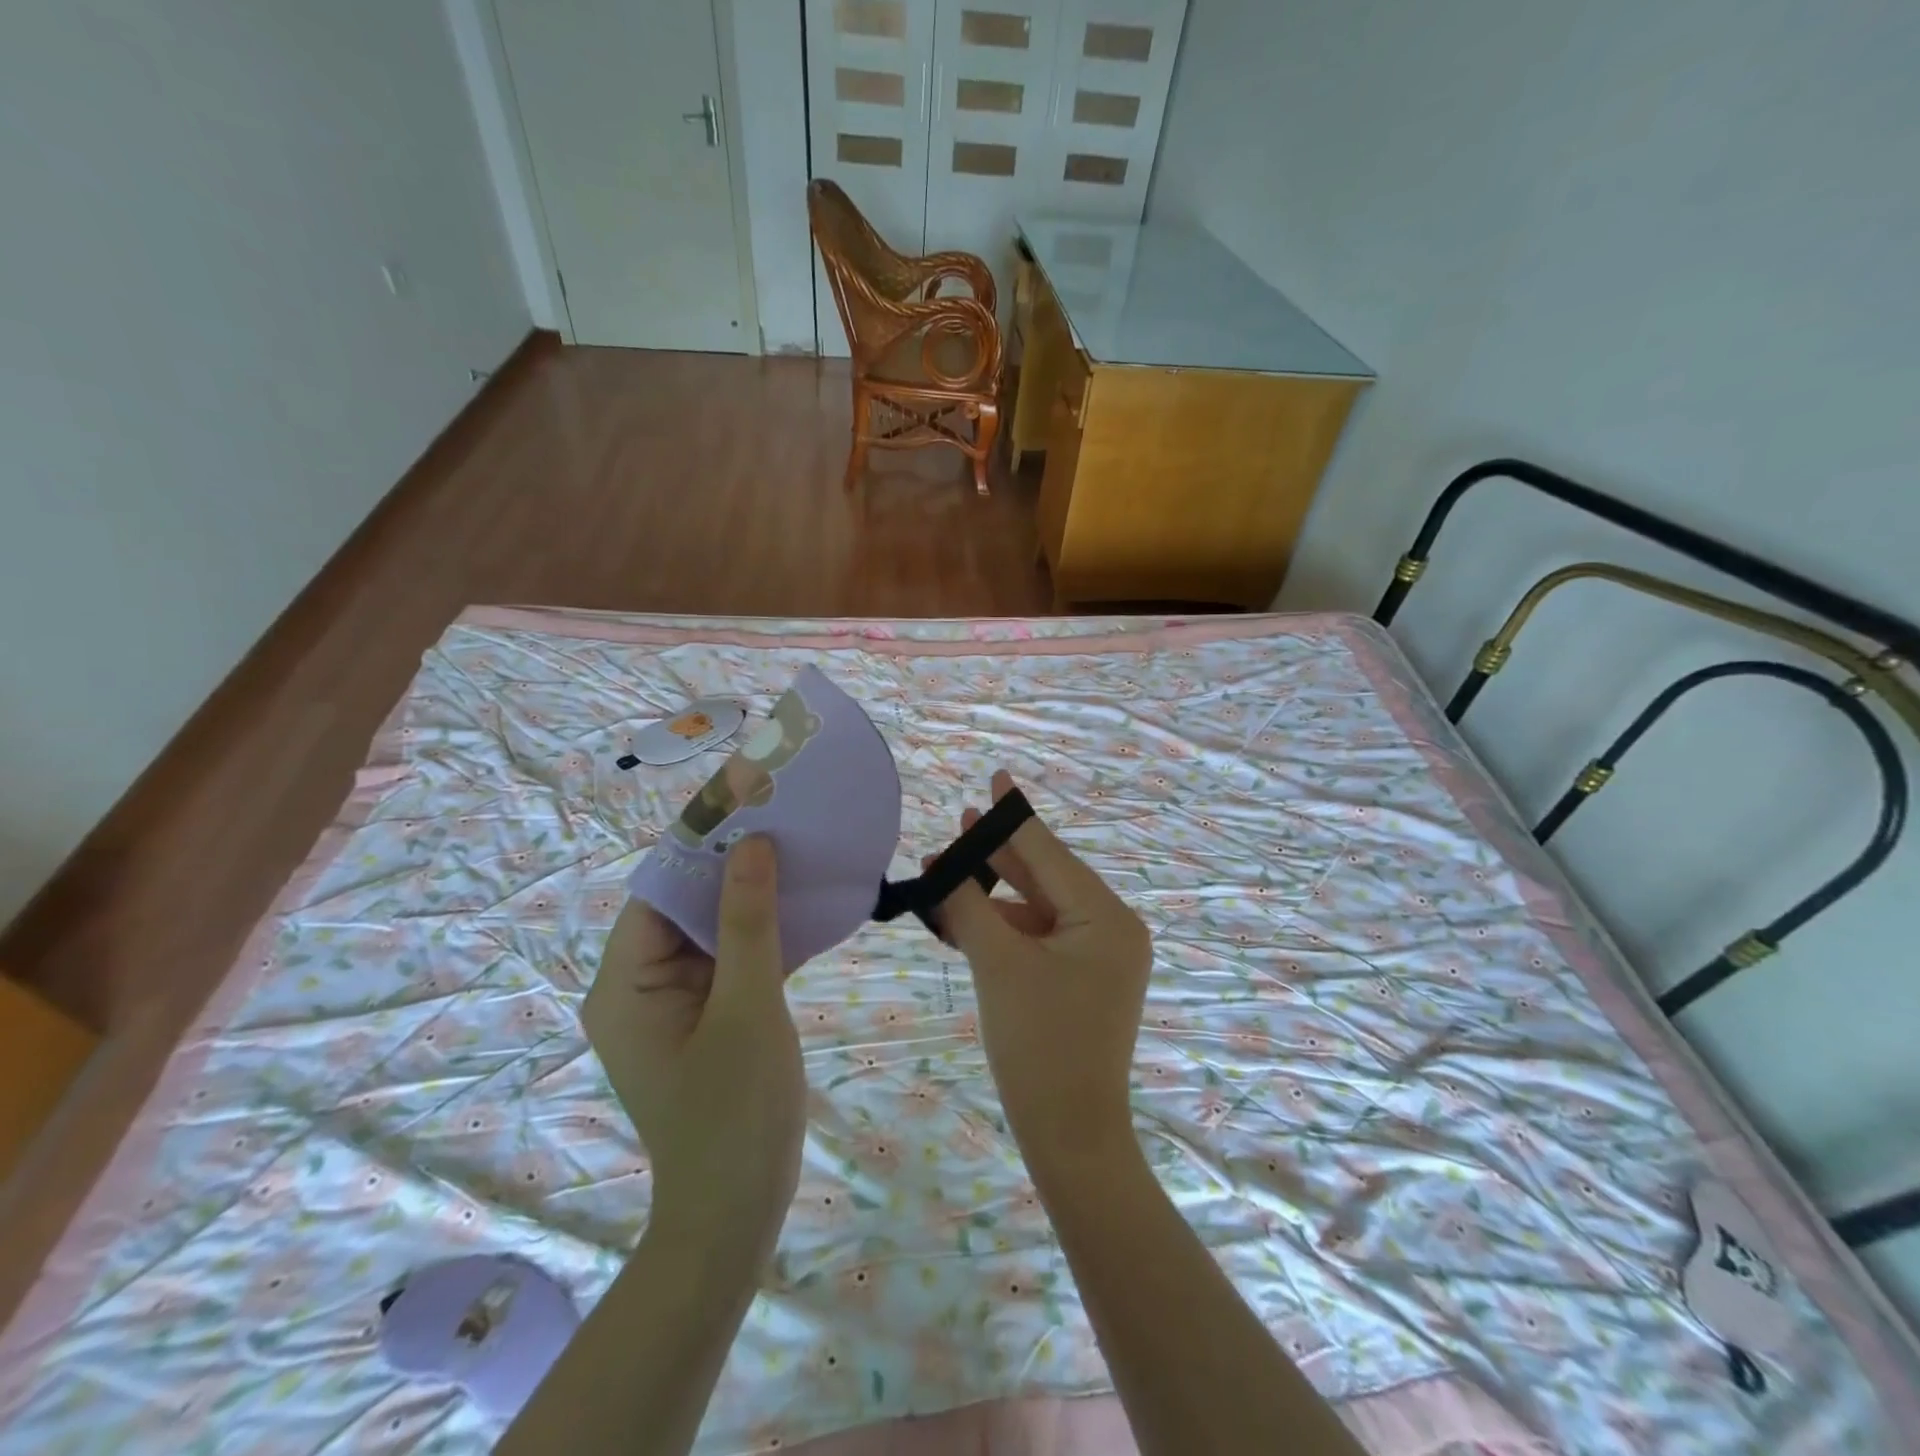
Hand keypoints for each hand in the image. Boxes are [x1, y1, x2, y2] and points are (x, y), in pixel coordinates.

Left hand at [583, 836, 804, 1256]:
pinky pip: (727, 961)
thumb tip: (752, 843)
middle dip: (732, 866)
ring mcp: (670, 1004)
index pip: (660, 889)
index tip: (749, 800)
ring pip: (710, 931)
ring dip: (751, 899)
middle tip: (784, 820)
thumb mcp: (747, 1008)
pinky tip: (802, 908)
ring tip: (797, 851)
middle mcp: (636, 986)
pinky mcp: (702, 1019)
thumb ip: (748, 923)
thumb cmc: (734, 1113)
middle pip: (684, 906)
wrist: (735, 1216)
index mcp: (624, 982)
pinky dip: (760, 936)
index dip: (701, 843)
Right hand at [936, 771, 1151, 1172]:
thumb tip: (943, 868)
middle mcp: (1111, 928)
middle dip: (997, 854)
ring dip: (993, 894)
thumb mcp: (998, 966)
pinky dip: (1004, 927)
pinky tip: (965, 915)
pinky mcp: (1082, 979)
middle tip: (958, 822)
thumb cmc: (1038, 1045)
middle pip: (1045, 877)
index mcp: (1105, 917)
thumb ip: (969, 906)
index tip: (996, 776)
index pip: (1050, 853)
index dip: (1014, 816)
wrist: (1070, 1135)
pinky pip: (1039, 937)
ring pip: (1038, 908)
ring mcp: (1099, 956)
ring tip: (946, 871)